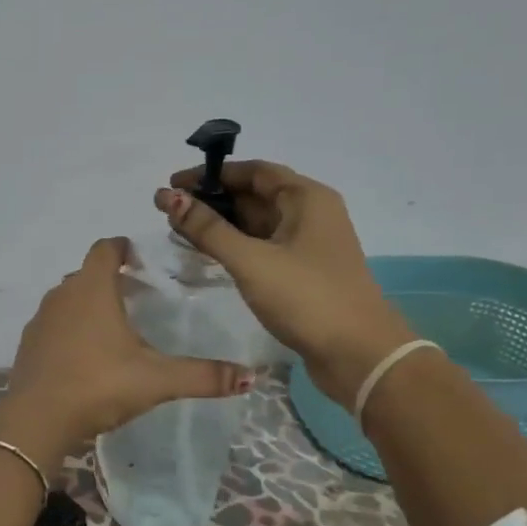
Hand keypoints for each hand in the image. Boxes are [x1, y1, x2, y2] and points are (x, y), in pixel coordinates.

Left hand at [0, 237, 253, 453]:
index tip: (138, 257)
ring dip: (86, 303)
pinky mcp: (27, 345)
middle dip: (107, 277)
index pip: (104, 249)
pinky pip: (52, 325)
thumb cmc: (99, 385)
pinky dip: (68, 329)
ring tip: (111, 326)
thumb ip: (202, 376)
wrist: (37, 419)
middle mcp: (62, 295)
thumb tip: (250, 377)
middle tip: (134, 294)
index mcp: (93, 289)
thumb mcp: (156, 380)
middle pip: (85, 273)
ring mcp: (40, 320)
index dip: (121, 247)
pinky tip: (83, 355)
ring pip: (66, 299)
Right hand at [159, 161, 414, 399]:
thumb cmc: (306, 298)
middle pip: (254, 195)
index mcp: (306, 198)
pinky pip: (263, 247)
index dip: (211, 174)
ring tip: (180, 231)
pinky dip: (235, 246)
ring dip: (221, 224)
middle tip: (169, 211)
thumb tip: (167, 197)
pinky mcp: (303, 272)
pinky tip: (209, 255)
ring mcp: (308, 245)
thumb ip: (207, 229)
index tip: (173, 184)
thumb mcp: (251, 260)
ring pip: (257, 223)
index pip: (253, 171)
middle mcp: (310, 213)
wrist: (359, 355)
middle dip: (212, 200)